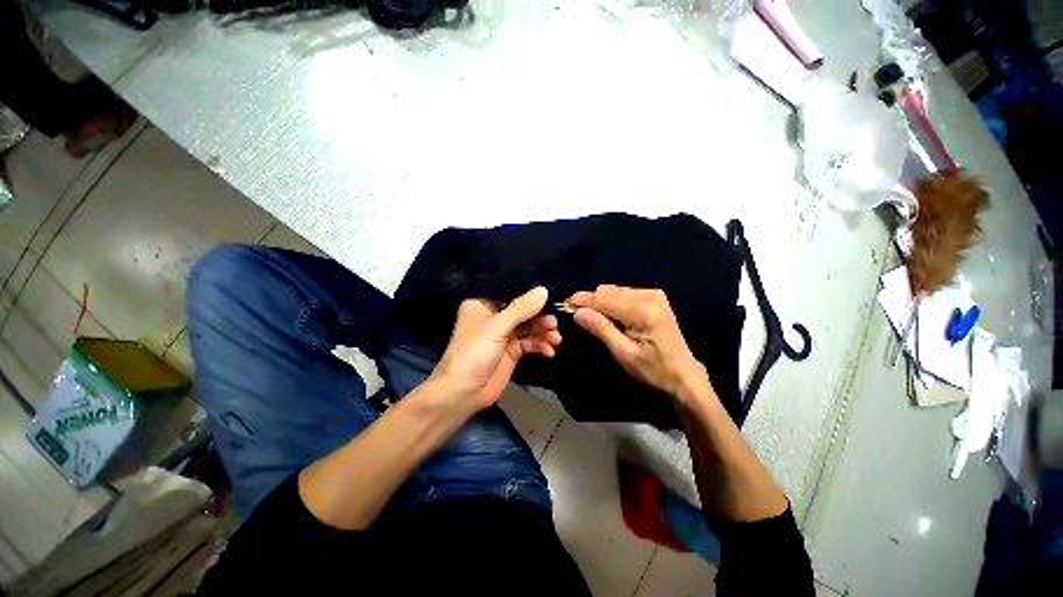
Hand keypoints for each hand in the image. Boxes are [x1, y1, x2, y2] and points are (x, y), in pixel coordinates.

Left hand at [429, 286, 560, 412]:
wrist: (464, 393)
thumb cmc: (474, 353)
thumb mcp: (497, 327)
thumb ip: (522, 309)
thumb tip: (544, 290)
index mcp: (483, 305)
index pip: (511, 294)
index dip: (531, 296)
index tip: (551, 297)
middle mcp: (494, 317)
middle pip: (523, 312)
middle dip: (540, 318)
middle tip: (554, 324)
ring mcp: (504, 335)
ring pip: (529, 327)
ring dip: (543, 332)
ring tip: (556, 339)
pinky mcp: (512, 351)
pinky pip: (530, 343)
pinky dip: (541, 345)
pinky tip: (549, 351)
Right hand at [568, 285, 710, 402]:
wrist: (683, 375)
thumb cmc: (653, 370)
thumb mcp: (623, 354)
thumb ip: (601, 329)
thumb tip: (577, 312)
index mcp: (642, 310)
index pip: (603, 299)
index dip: (581, 300)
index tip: (564, 304)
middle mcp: (648, 295)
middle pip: (607, 291)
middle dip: (590, 302)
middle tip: (577, 316)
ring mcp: (652, 294)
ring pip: (613, 290)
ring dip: (600, 302)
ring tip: (592, 318)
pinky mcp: (653, 297)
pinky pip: (622, 293)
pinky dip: (611, 302)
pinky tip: (610, 316)